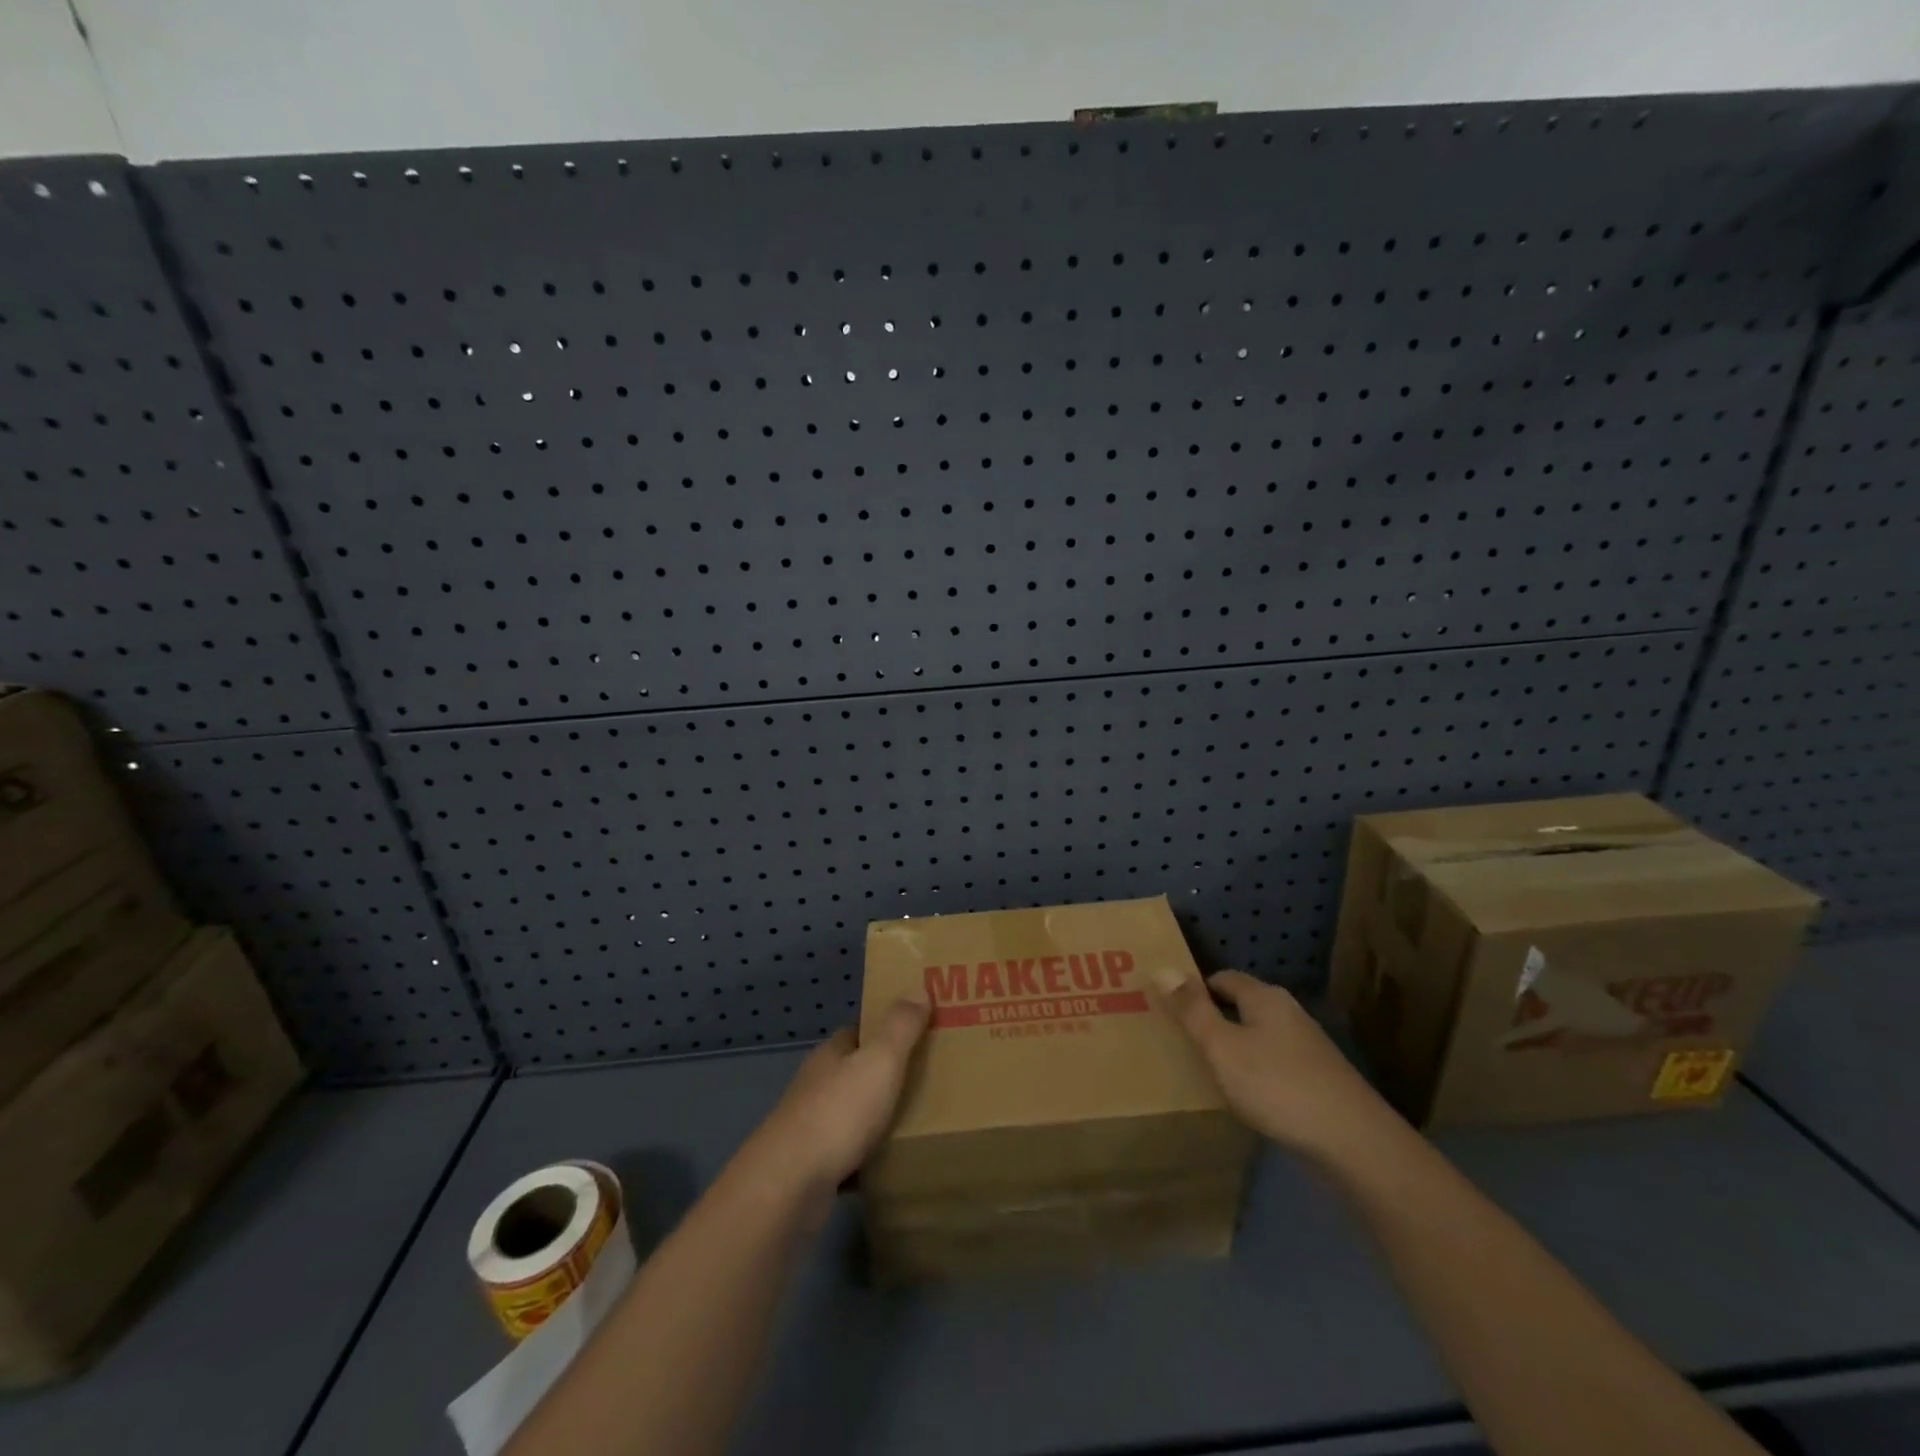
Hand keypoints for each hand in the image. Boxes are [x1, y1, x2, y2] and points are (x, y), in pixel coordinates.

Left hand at [736, 999, 929, 1202]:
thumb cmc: (838, 1113)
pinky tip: (892, 1165)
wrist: (788, 1186)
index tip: (921, 1031)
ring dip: (879, 1117)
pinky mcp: (812, 1168)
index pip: (859, 1031)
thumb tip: (919, 987)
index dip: (887, 1028)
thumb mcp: (879, 1061)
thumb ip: (900, 1027)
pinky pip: (849, 1155)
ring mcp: (811, 1128)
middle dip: (887, 1074)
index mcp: (831, 1055)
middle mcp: (817, 1085)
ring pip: (852, 1114)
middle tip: (930, 1078)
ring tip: (921, 1121)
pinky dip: (869, 1158)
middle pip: (856, 1071)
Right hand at [1154, 969, 1406, 1166]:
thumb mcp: (1223, 1047)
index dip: (1194, 989)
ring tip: (1207, 1070)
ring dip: (1234, 1048)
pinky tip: (1246, 1097)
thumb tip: (1162, 967)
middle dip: (1213, 1018)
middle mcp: (1288, 1013)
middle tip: (1181, 1040)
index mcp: (1265, 998)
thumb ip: (1192, 1010)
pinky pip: (1274, 1064)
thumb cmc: (1278, 1086)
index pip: (1222, 978)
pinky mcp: (1319, 1080)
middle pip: (1242, 1006)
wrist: (1354, 1143)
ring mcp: (1308, 1048)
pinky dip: (1255, 1072)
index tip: (1170, 1009)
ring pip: (1259, 1037)